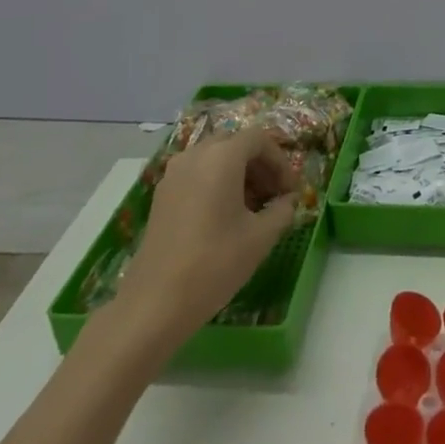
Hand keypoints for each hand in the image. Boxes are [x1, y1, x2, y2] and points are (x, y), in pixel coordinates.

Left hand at [122, 129, 300, 332]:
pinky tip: (224, 216)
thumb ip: (282, 211)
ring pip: (214, 158)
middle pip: (235, 144)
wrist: (154, 303)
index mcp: (222, 156)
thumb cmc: (214, 263)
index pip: (259, 139)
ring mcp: (174, 173)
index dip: (280, 161)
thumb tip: (288, 201)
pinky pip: (196, 173)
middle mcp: (195, 154)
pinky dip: (216, 182)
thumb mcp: (260, 238)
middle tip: (274, 195)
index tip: (290, 191)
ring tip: (252, 208)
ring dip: (238, 173)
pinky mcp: (161, 194)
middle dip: (259, 165)